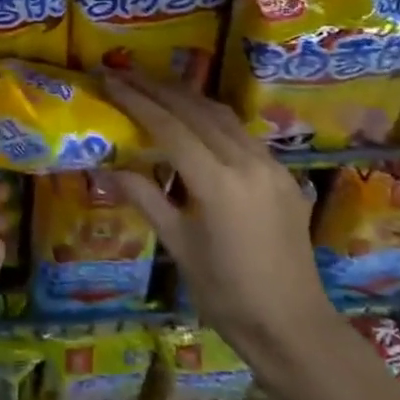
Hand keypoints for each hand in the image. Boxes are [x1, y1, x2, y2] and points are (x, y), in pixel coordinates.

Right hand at [100, 72, 332, 371]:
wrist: (292, 326)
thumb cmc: (226, 294)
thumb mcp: (178, 246)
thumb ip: (145, 198)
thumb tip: (107, 168)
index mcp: (218, 182)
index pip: (169, 126)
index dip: (136, 100)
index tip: (109, 79)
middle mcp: (247, 162)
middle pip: (196, 109)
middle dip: (157, 88)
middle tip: (124, 73)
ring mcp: (270, 164)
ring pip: (222, 115)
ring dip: (186, 97)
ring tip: (154, 87)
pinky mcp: (283, 174)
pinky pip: (241, 133)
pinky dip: (211, 118)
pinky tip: (194, 121)